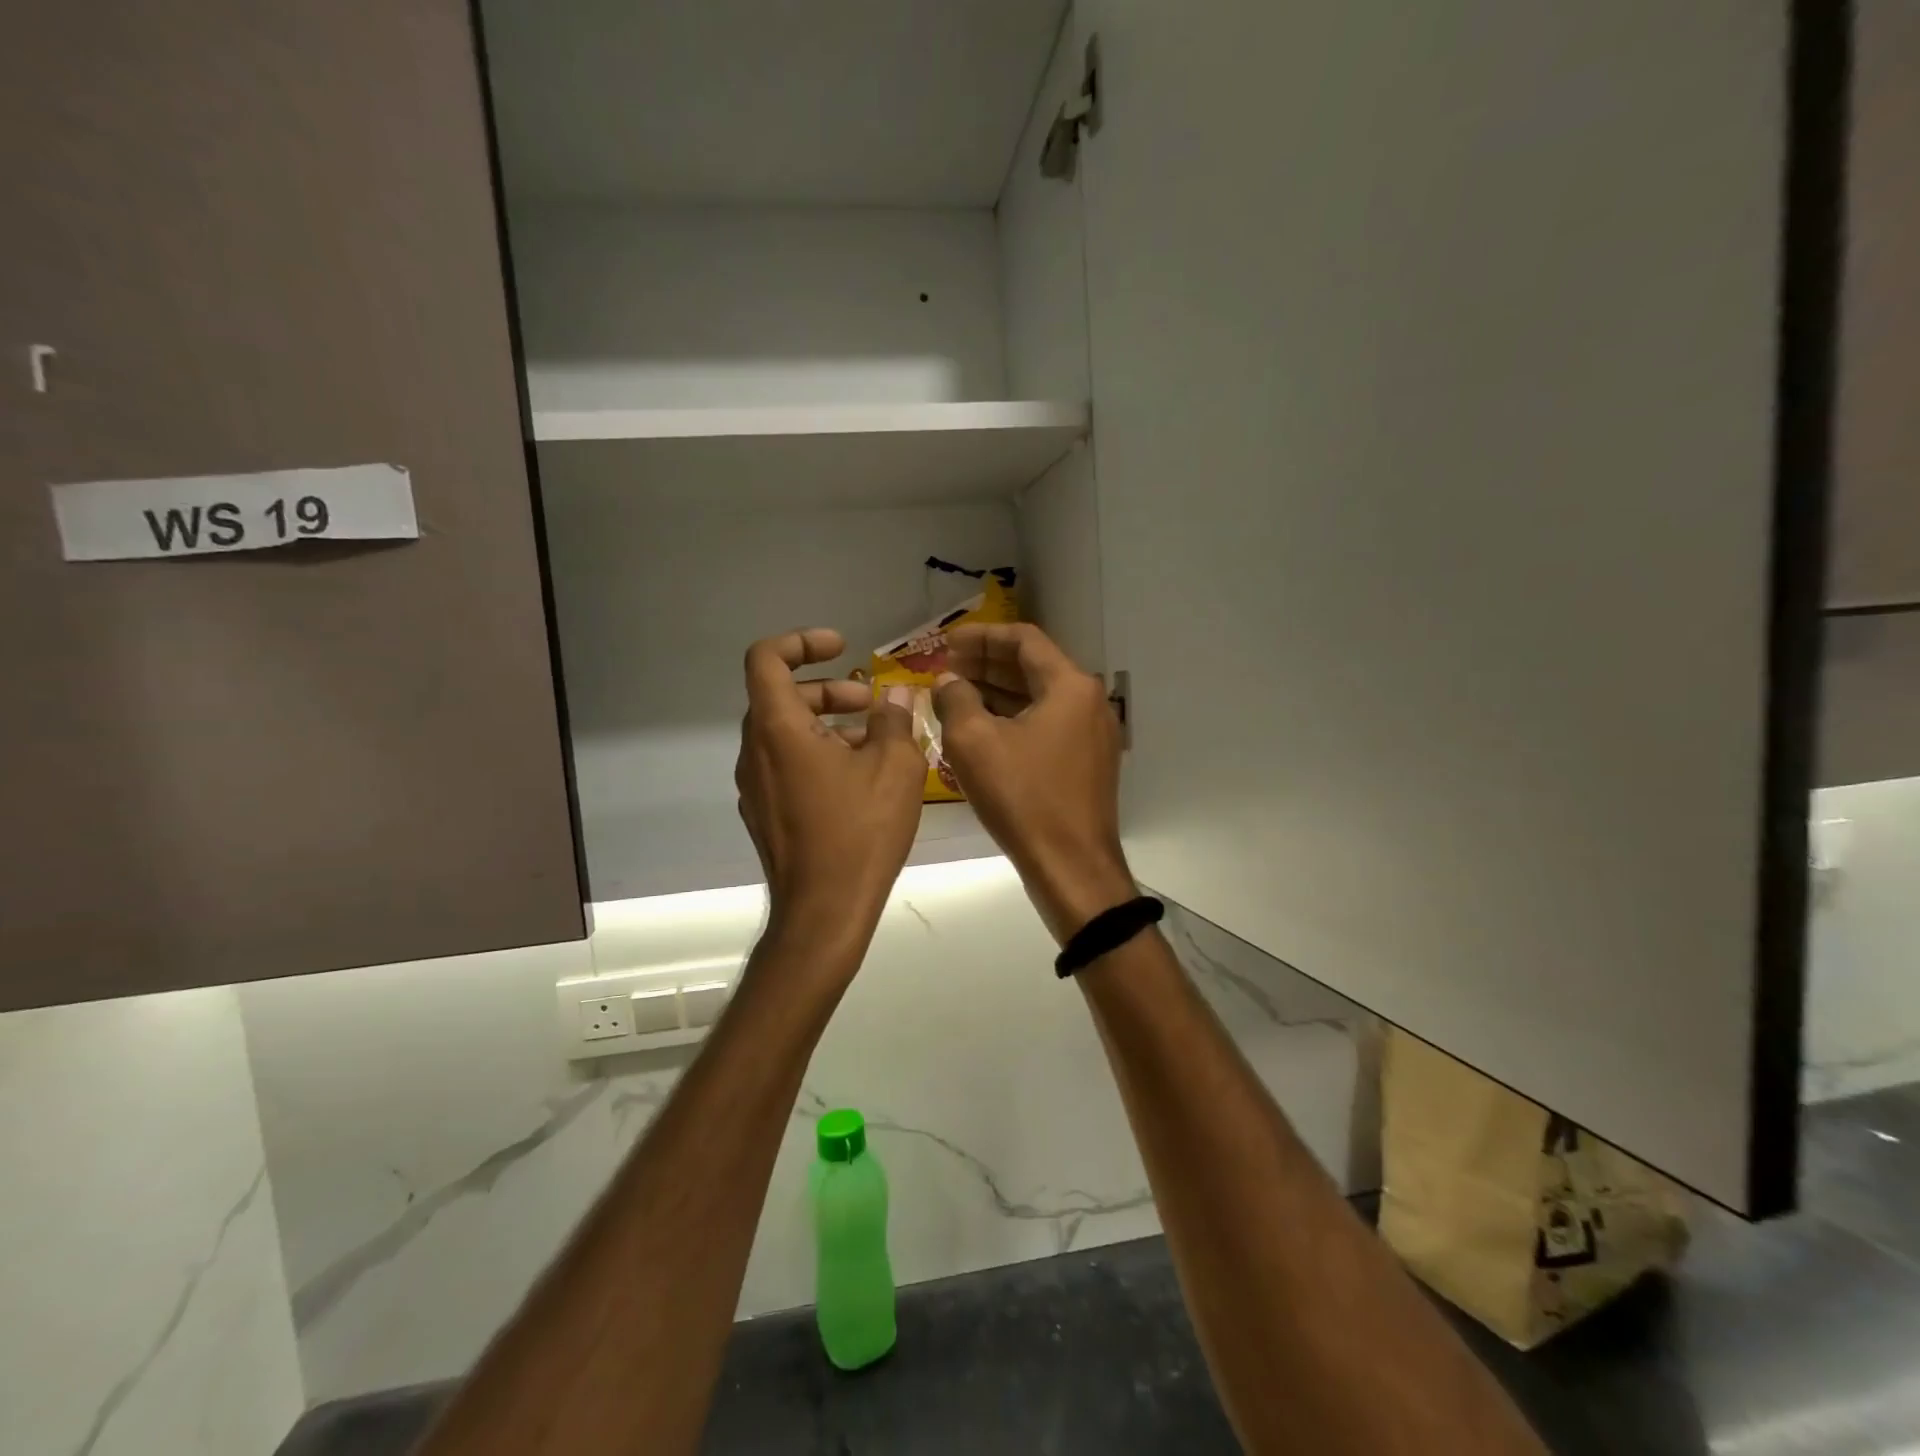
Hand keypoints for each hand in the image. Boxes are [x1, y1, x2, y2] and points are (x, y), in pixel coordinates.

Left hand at [735, 629, 924, 941]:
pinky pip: (786, 766)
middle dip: (829, 690)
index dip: (801, 642)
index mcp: (778, 729)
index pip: (766, 659)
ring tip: (875, 744)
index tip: (841, 648)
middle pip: (782, 696)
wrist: (824, 913)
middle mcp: (755, 752)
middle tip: (872, 703)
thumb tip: (895, 697)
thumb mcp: (896, 767)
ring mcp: (754, 786)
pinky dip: (817, 755)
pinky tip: (858, 781)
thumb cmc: (860, 833)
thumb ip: (895, 720)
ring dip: (827, 725)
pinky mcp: (764, 814)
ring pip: (786, 734)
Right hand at [933, 624, 1133, 942]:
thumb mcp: (975, 744)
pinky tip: (981, 728)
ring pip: (1039, 698)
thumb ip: (955, 700)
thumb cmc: (1023, 799)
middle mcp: (1088, 702)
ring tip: (955, 694)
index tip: (945, 643)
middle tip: (945, 667)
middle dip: (986, 663)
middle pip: (1033, 666)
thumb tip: (947, 681)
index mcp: (1070, 687)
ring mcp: (1092, 734)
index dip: (980, 636)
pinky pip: (1046, 725)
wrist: (1072, 868)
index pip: (1023, 640)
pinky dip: (1013, 719)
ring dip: (997, 692)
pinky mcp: (1086, 762)